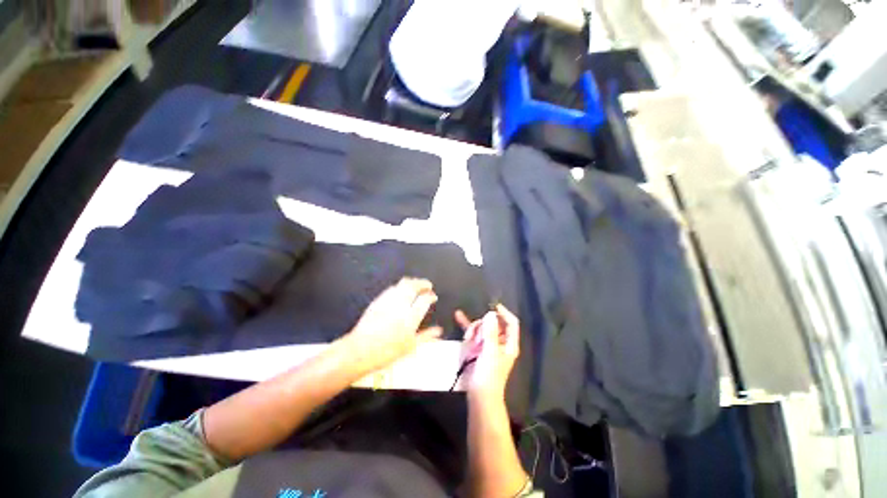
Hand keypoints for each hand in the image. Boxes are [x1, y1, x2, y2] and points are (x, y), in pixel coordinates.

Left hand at [340, 277, 442, 373]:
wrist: (359, 350)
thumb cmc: (387, 352)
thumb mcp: (410, 347)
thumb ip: (426, 336)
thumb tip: (439, 331)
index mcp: (410, 317)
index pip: (424, 299)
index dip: (431, 296)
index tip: (433, 297)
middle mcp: (400, 305)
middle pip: (414, 286)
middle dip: (423, 283)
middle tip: (428, 285)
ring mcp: (388, 300)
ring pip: (403, 284)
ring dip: (412, 282)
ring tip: (416, 285)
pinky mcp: (378, 300)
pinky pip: (392, 288)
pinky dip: (400, 286)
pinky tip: (401, 291)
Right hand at [455, 304, 519, 399]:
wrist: (480, 397)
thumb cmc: (489, 376)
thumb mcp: (490, 352)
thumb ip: (490, 332)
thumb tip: (491, 313)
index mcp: (509, 343)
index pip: (511, 323)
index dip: (503, 313)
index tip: (492, 306)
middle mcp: (500, 342)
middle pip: (493, 323)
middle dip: (483, 325)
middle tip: (475, 335)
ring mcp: (488, 345)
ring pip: (482, 327)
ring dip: (474, 329)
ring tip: (468, 339)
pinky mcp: (478, 348)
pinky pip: (473, 334)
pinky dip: (467, 327)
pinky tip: (458, 315)